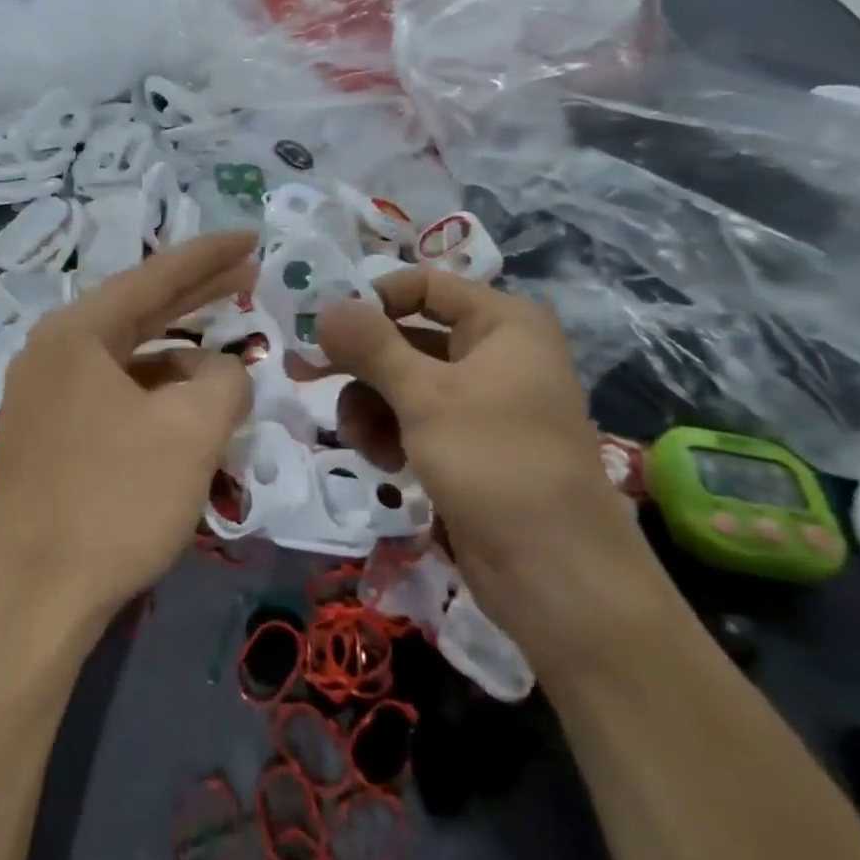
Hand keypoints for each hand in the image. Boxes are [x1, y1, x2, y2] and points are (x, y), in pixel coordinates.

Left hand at [0, 233, 256, 647]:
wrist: (35, 600)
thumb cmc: (115, 501)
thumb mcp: (193, 430)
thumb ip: (226, 380)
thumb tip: (223, 371)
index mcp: (76, 332)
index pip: (155, 276)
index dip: (210, 254)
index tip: (254, 235)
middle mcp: (52, 353)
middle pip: (140, 309)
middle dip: (198, 294)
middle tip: (250, 274)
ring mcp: (44, 396)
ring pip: (130, 358)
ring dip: (182, 356)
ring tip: (230, 359)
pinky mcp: (48, 436)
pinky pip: (116, 394)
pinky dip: (157, 394)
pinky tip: (190, 410)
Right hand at [316, 268, 664, 671]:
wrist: (555, 574)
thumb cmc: (495, 462)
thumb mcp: (426, 396)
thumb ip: (370, 345)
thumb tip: (324, 305)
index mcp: (503, 323)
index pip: (424, 285)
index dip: (372, 299)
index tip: (321, 327)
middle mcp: (495, 353)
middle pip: (408, 336)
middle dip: (361, 363)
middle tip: (304, 374)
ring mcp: (482, 402)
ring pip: (405, 382)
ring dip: (370, 406)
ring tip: (359, 440)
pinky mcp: (469, 445)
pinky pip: (415, 420)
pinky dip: (390, 433)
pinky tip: (382, 462)